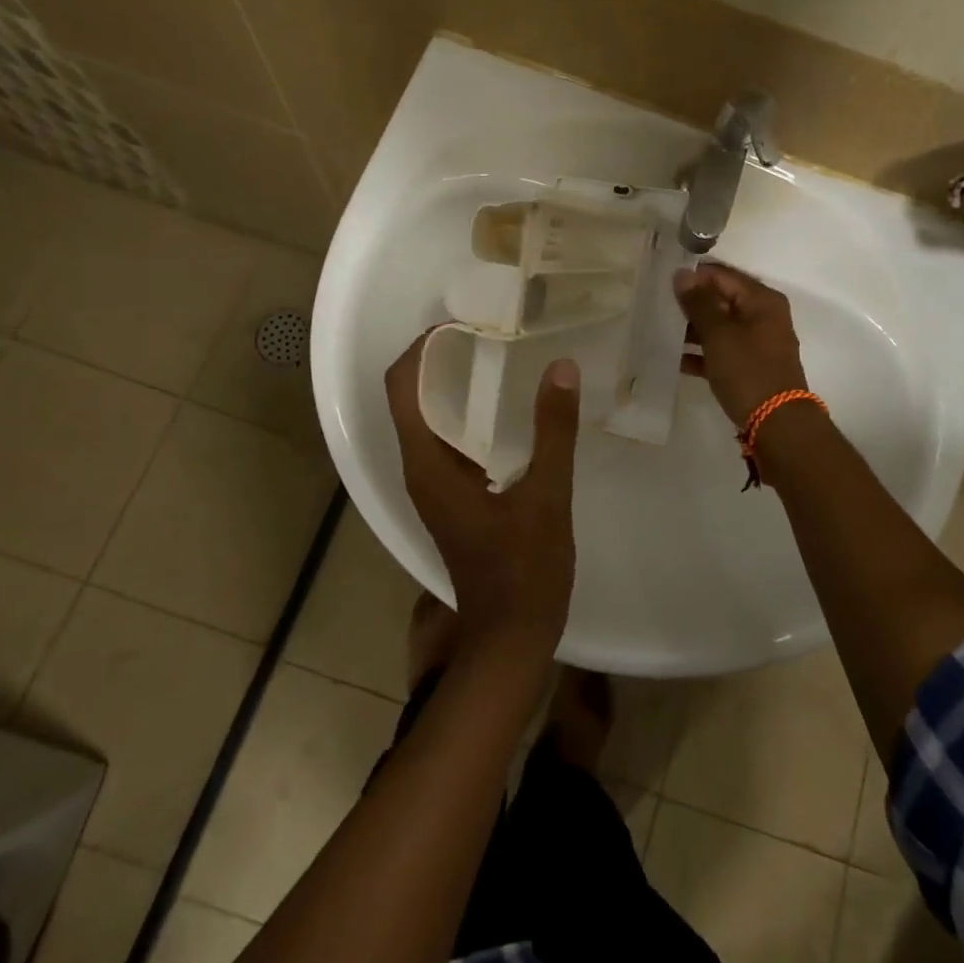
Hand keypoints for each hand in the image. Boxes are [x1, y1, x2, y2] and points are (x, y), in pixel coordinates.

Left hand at [384, 334, 580, 659]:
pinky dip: (469, 415)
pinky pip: (450, 441)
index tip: (461, 325)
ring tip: (502, 360)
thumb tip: (561, 368)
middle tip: (490, 334)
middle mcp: (421, 471)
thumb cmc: (524, 570)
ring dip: (455, 387)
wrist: (510, 637)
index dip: (421, 350)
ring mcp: (435, 486)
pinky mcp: (453, 498)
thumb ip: (553, 430)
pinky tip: (510, 410)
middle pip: (412, 398)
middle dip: (441, 361)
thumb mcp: (546, 496)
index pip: (402, 389)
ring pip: (430, 420)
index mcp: (428, 466)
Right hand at [674, 264, 808, 427]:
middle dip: (691, 303)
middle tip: (658, 307)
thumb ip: (700, 303)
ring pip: (720, 326)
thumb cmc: (748, 371)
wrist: (777, 424)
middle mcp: (763, 316)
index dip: (693, 277)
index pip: (722, 275)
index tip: (663, 283)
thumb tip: (683, 274)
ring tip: (662, 331)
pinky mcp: (750, 366)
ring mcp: (758, 342)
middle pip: (721, 299)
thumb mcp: (719, 334)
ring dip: (693, 329)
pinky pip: (722, 350)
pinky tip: (675, 359)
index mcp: (761, 300)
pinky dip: (702, 353)